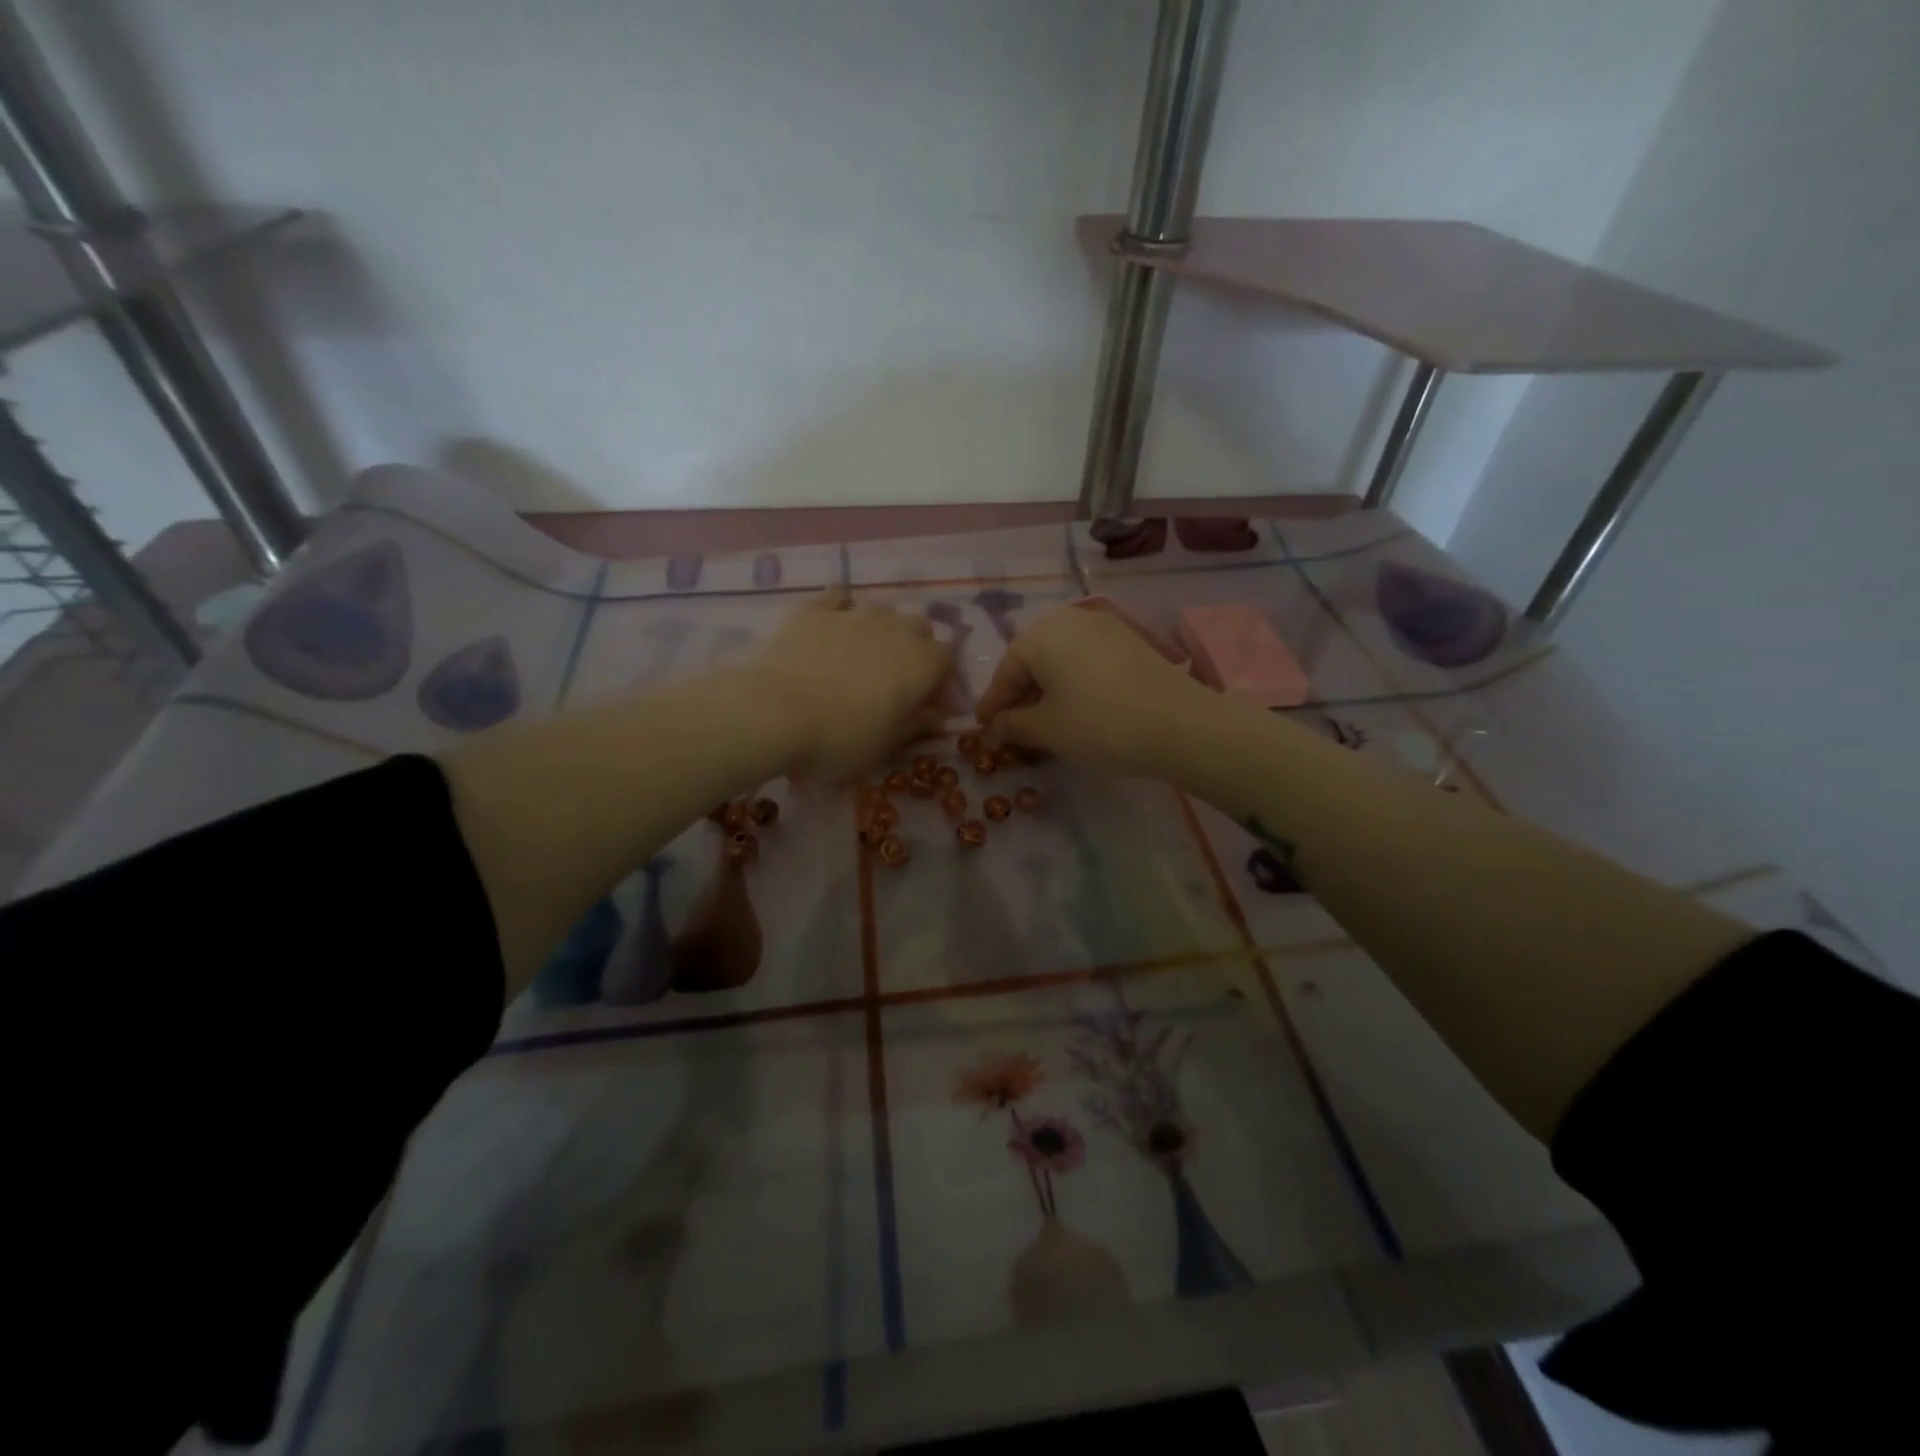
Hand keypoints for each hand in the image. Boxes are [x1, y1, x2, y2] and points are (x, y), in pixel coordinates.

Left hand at [752, 587, 951, 781]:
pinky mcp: (815, 609)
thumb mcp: (885, 746)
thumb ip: (915, 725)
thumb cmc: (840, 738)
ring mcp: (855, 614)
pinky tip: (832, 627)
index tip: (924, 704)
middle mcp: (896, 629)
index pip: (946, 658)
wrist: (775, 712)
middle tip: (894, 678)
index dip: (939, 679)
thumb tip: (935, 716)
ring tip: (861, 654)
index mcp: (922, 663)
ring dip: (881, 629)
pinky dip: (841, 610)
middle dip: (914, 648)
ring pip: (882, 610)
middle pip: (919, 627)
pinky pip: (839, 597)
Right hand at [975, 603, 1217, 777]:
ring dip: (1047, 687)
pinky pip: (1086, 659)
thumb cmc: (1100, 725)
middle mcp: (1069, 620)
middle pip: (1032, 658)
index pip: (1006, 671)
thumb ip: (1013, 725)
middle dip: (1020, 693)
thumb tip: (995, 727)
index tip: (983, 727)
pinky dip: (1073, 681)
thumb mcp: (1047, 730)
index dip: (993, 703)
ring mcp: (1104, 626)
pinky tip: (1075, 706)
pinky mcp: (1129, 641)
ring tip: (1043, 719)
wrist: (1180, 725)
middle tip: (1011, 725)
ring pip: (1060, 658)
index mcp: (1041, 636)